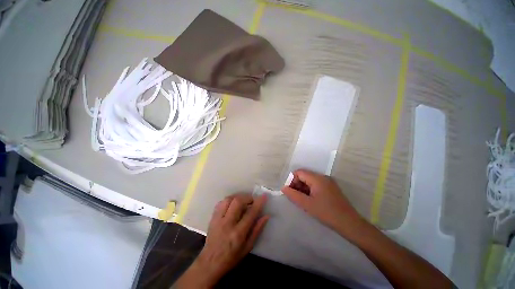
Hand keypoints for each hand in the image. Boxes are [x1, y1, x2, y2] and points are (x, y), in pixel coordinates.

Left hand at [176, 193, 268, 287]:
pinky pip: (221, 203)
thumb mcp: (248, 247)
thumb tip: (266, 216)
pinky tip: (232, 204)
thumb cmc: (231, 257)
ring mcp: (218, 219)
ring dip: (238, 197)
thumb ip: (257, 230)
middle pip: (238, 202)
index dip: (258, 203)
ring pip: (228, 199)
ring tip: (242, 201)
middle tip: (251, 201)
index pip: (250, 213)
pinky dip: (229, 200)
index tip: (263, 196)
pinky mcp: (213, 218)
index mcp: (238, 233)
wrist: (210, 263)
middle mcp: (228, 223)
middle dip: (247, 198)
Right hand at [282, 169, 364, 238]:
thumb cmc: (327, 213)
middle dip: (297, 184)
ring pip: (310, 180)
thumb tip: (283, 188)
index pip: (299, 172)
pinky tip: (309, 200)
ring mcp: (328, 182)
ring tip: (301, 200)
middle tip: (295, 197)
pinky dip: (310, 190)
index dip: (292, 180)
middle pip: (304, 175)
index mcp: (317, 178)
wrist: (349, 224)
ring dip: (303, 188)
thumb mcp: (307, 204)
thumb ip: (293, 195)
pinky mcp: (330, 188)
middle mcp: (323, 177)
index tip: (289, 191)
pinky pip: (316, 185)